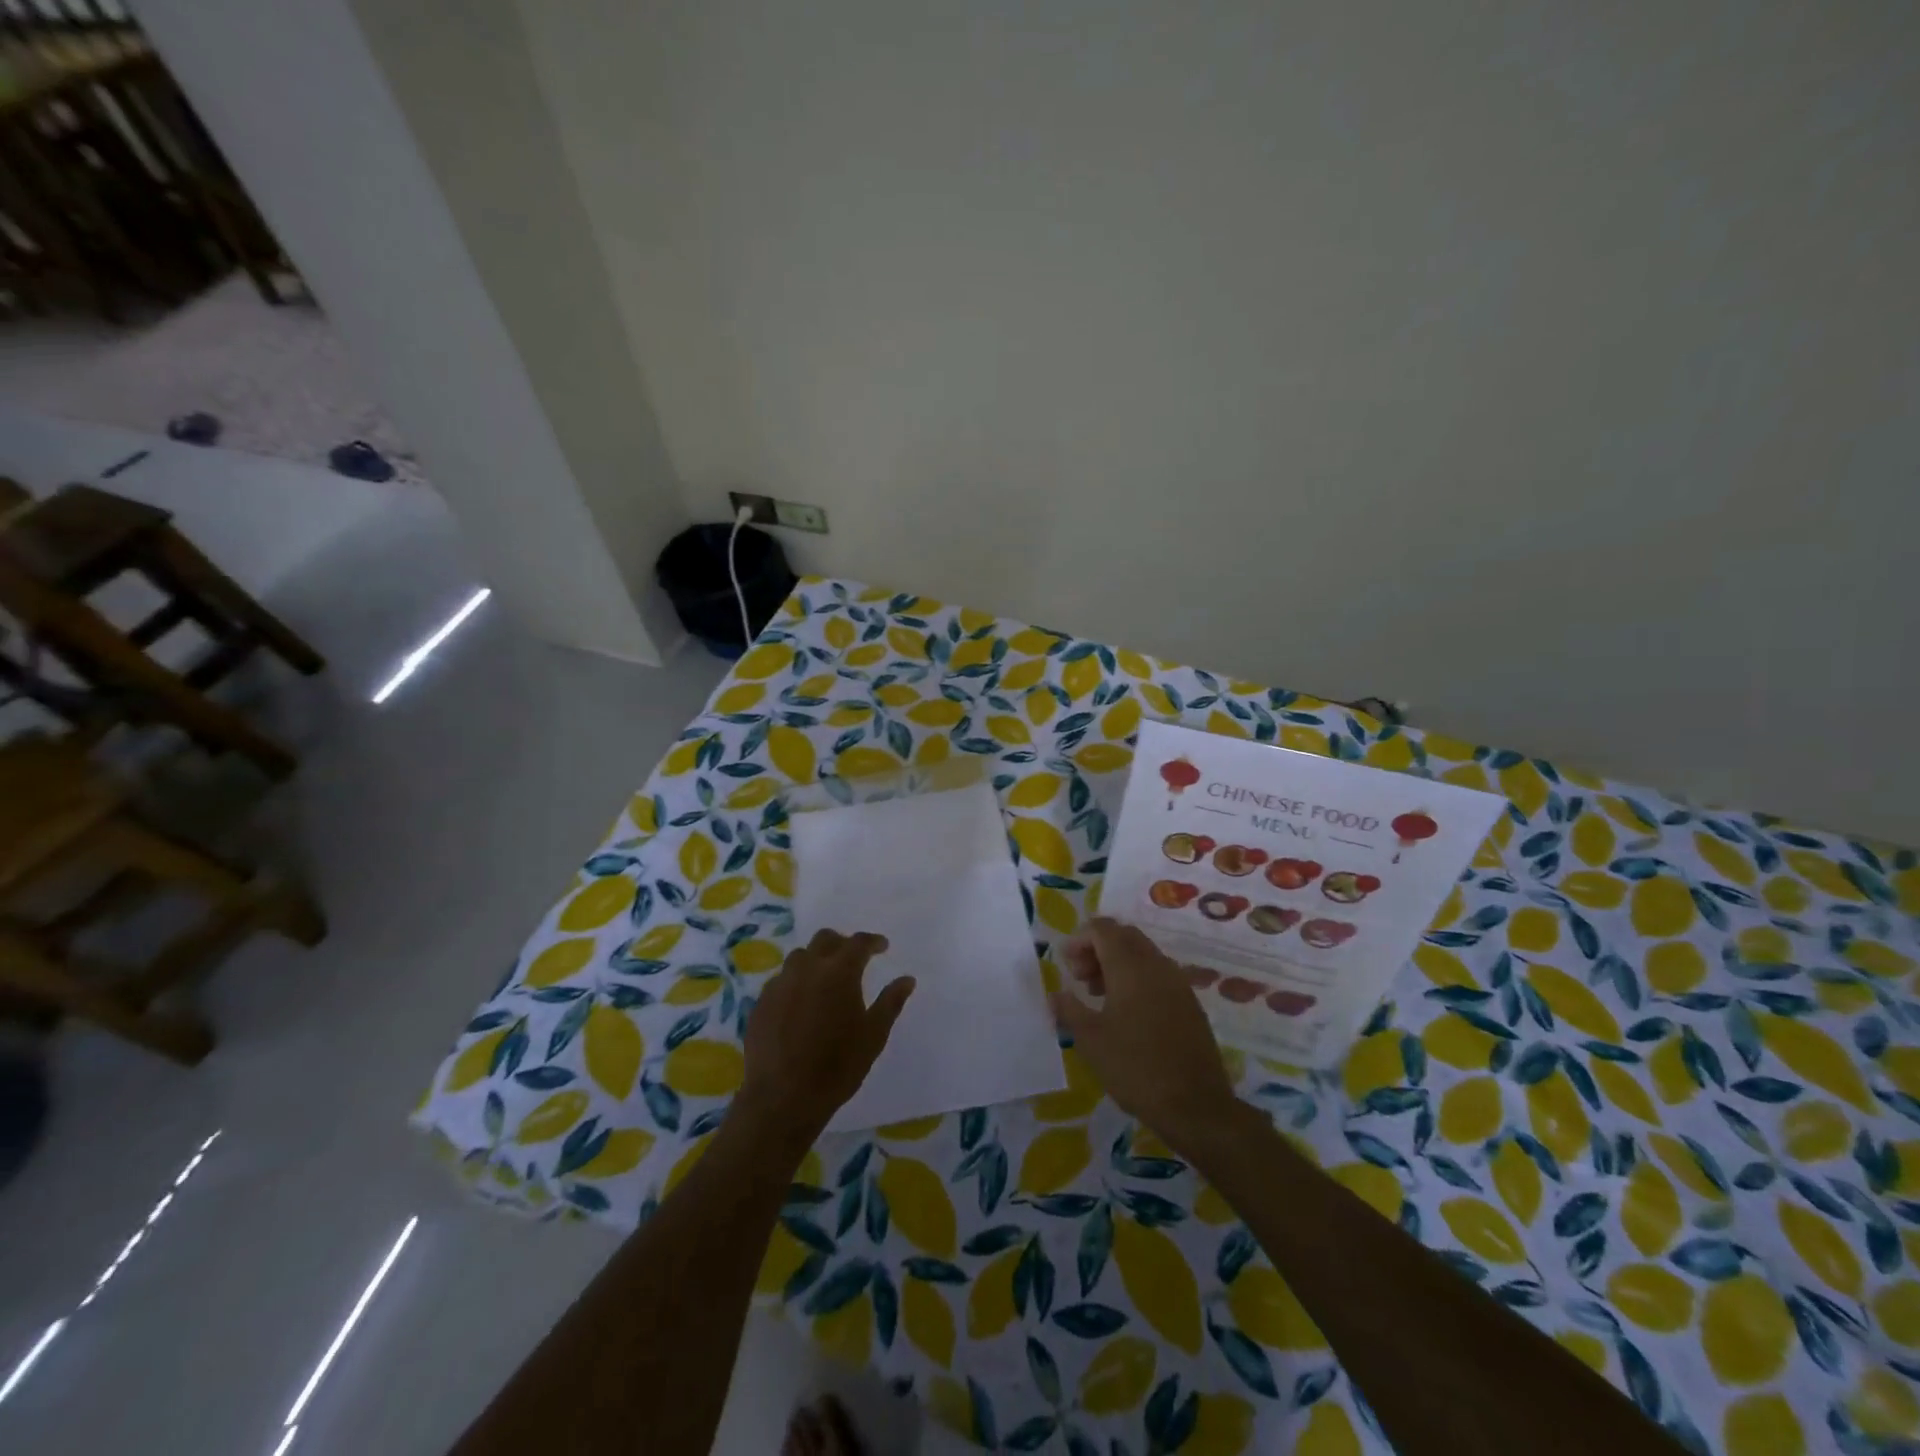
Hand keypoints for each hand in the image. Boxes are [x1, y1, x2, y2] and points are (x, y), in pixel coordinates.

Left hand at [737, 929, 914, 1143]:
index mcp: (839, 972)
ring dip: (816, 960)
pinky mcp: (761, 1002)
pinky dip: (796, 982)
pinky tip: (801, 1003)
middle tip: (854, 959)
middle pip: (825, 939)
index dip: (872, 942)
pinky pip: (781, 980)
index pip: (858, 943)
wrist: (782, 1098)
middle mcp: (807, 968)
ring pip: (800, 957)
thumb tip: (907, 979)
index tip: (882, 947)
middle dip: (842, 943)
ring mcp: (780, 984)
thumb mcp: (873, 1035)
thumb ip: (891, 1002)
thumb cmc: (837, 1066)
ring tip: (825, 980)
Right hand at [1051, 918, 1239, 1149]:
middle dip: (1097, 948)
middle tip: (1079, 977)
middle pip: (1124, 936)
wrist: (1195, 1106)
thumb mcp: (1091, 1040)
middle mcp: (1157, 965)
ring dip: (1116, 963)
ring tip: (1097, 995)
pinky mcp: (1189, 1003)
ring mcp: (1178, 983)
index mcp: (1131, 967)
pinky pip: (1158, 974)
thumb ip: (1069, 1009)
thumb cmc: (1135, 1068)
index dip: (1080, 939)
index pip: (1103, 929)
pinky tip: (1126, 1012)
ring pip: (1142, 954)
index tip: (1066, 964)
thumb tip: (1054, 993)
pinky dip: (1136, 978)